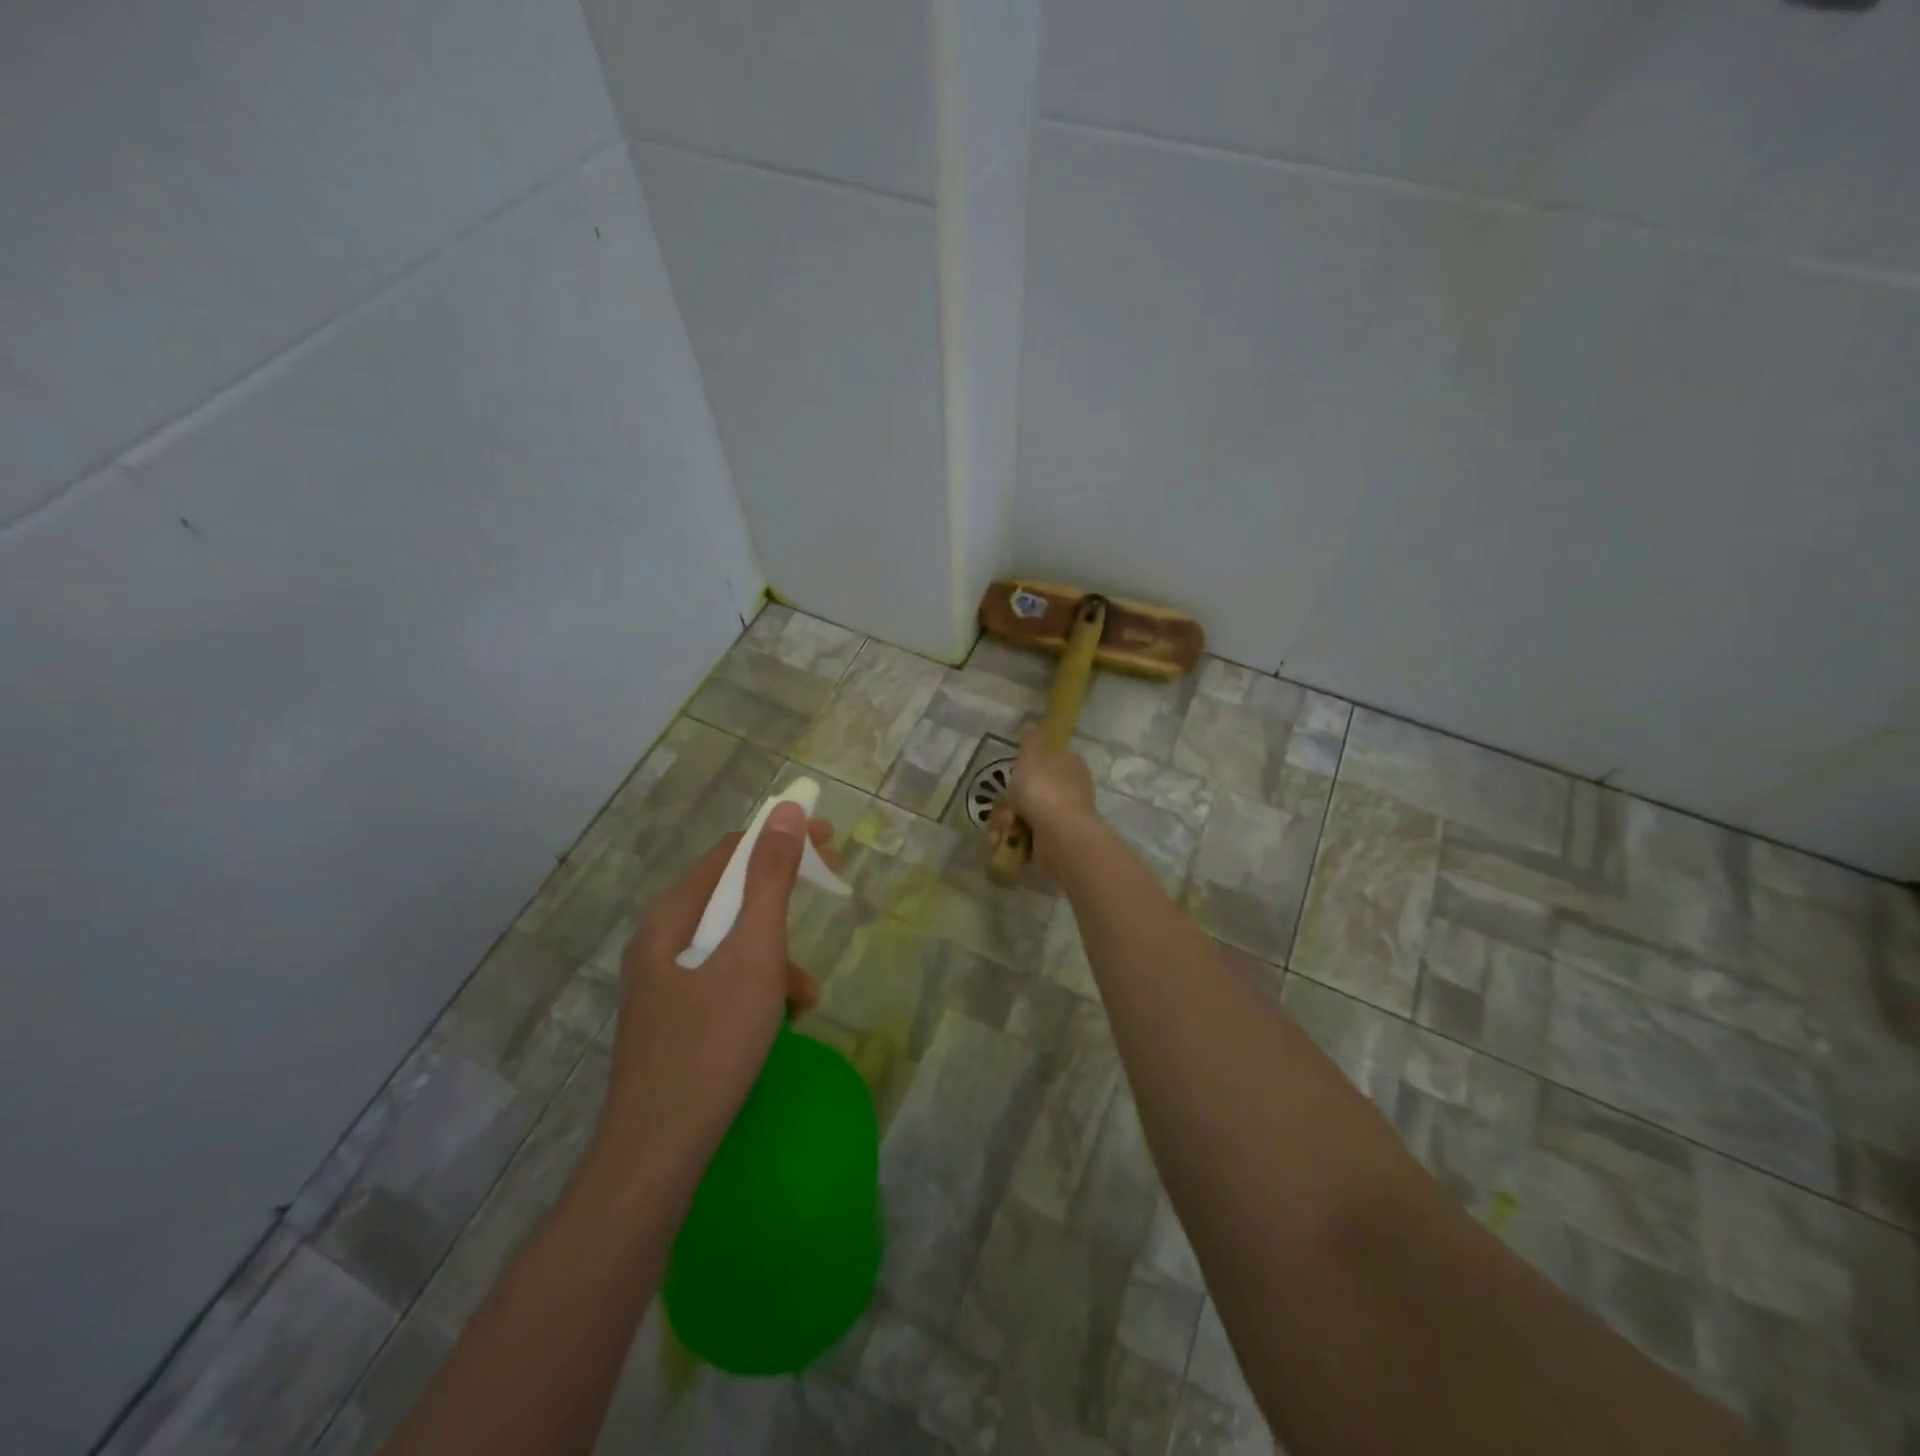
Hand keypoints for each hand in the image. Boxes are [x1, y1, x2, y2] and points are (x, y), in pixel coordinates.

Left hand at [597, 803, 835, 1163]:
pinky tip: (782, 1020)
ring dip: (777, 955)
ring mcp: (665, 982)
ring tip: (805, 994)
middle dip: (784, 898)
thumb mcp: (754, 952)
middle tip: (830, 894)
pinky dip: (759, 987)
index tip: (829, 842)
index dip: (781, 838)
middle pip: (732, 896)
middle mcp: (662, 940)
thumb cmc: (712, 1041)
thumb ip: (770, 879)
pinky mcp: (675, 1018)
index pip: (731, 852)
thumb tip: (785, 811)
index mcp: (672, 915)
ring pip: (733, 944)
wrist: (659, 1152)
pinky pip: (725, 980)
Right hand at [986, 727, 1097, 873]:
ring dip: (1004, 823)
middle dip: (1009, 802)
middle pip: (1029, 792)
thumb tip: (1031, 728)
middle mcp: (1070, 792)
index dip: (1025, 768)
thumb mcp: (1033, 752)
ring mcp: (1062, 821)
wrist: (1059, 836)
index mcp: (1070, 766)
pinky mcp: (1053, 846)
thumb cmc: (1044, 788)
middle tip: (1004, 807)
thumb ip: (1031, 739)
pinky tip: (1002, 843)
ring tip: (1002, 829)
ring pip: (1022, 817)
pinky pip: (1023, 840)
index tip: (1011, 776)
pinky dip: (1010, 842)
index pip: (1047, 761)